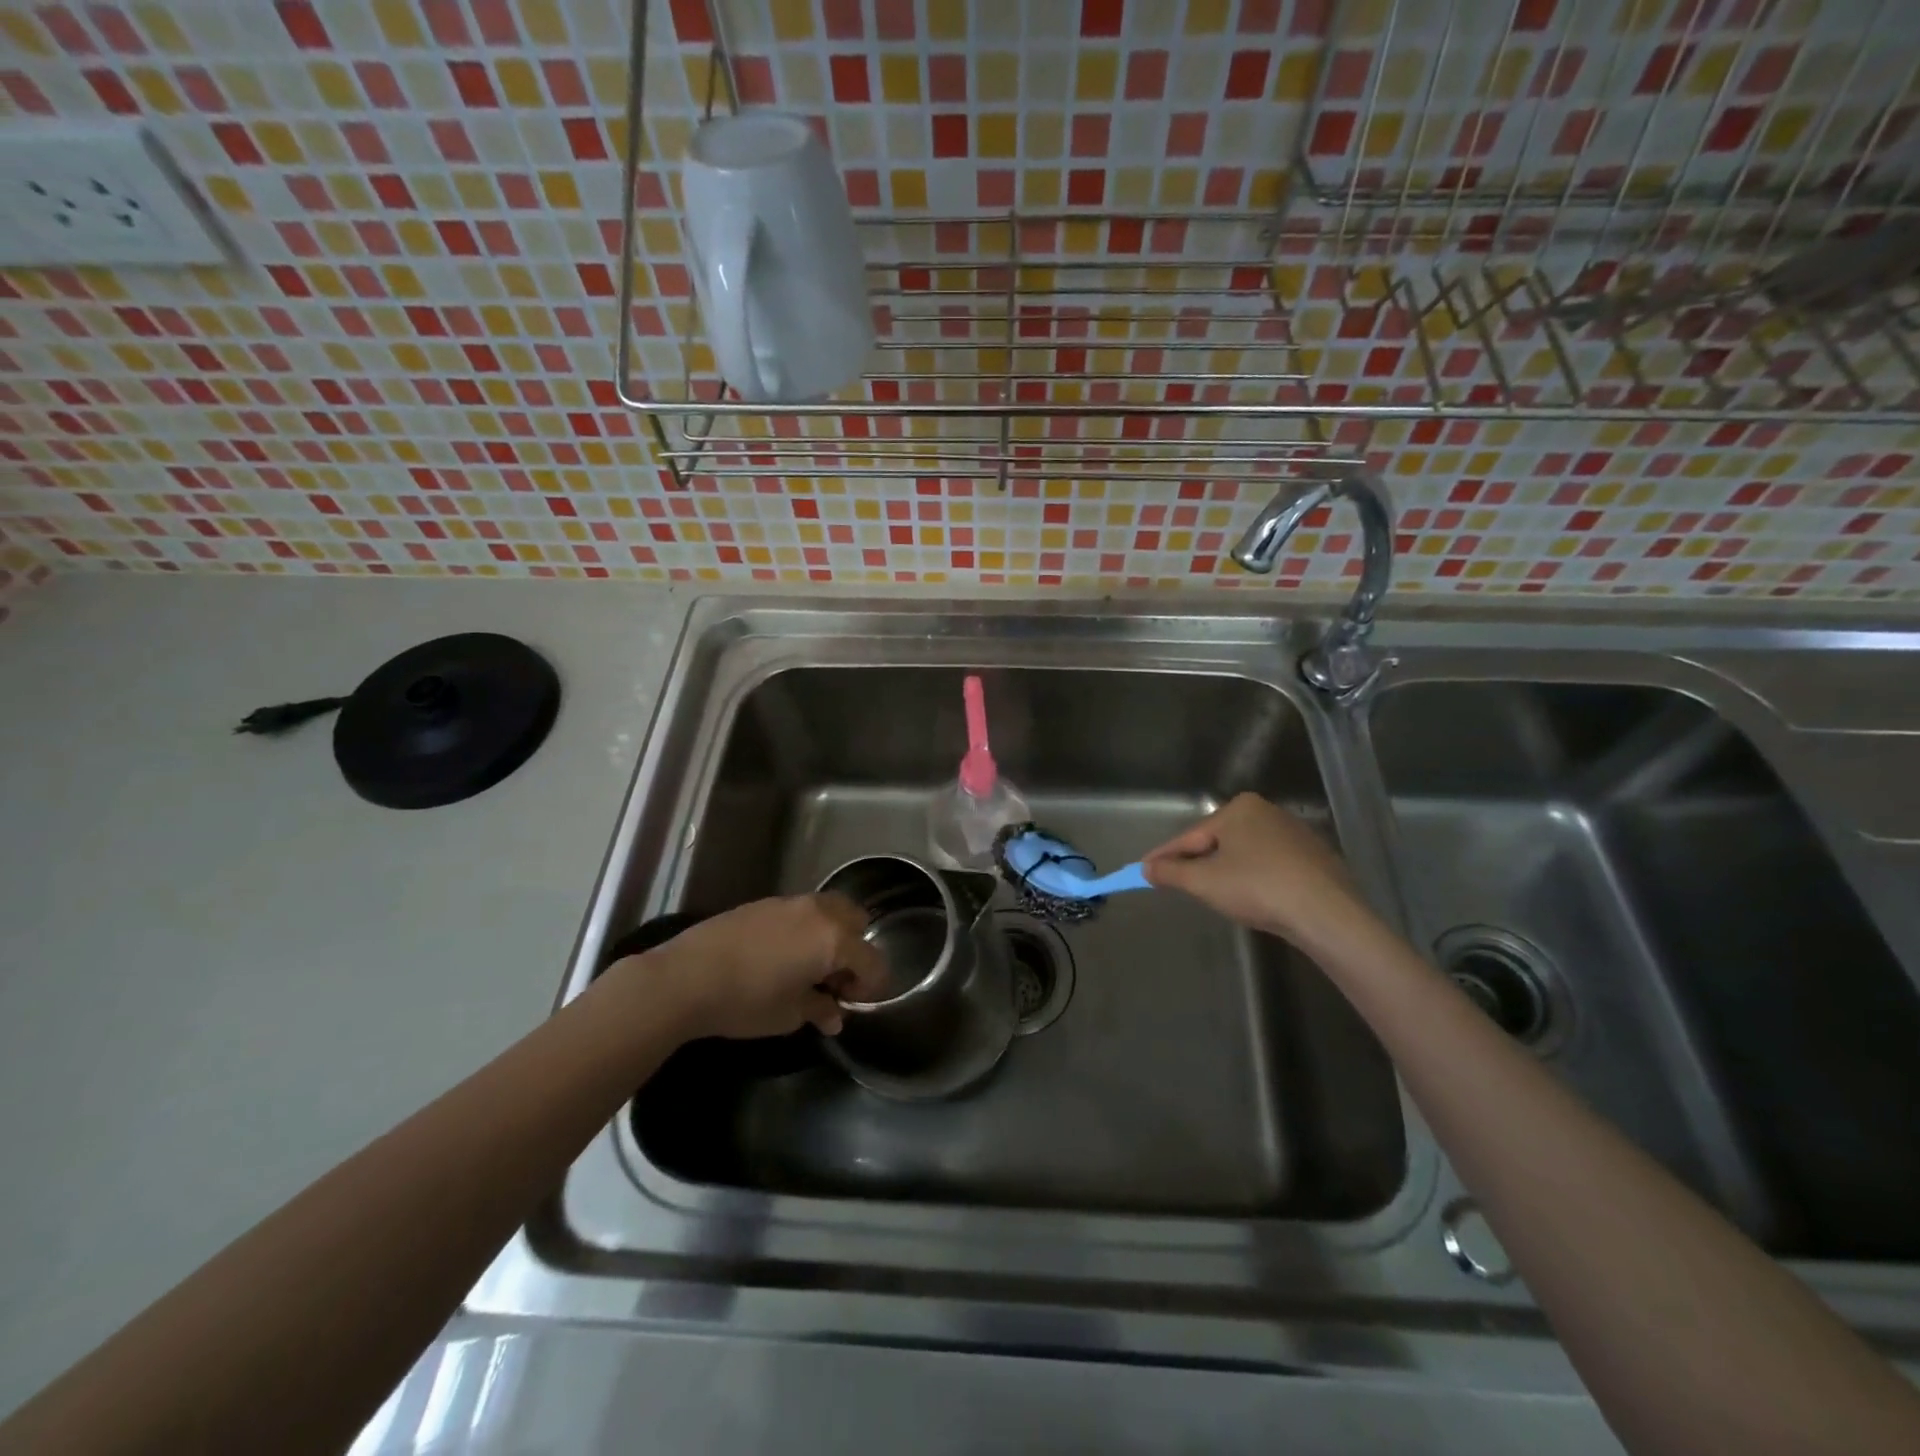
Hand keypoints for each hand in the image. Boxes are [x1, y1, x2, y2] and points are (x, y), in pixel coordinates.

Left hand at [616, 894, 887, 1040]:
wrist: (687, 977)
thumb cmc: (747, 1000)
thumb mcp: (789, 1015)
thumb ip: (820, 1010)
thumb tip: (834, 1016)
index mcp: (834, 939)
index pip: (872, 960)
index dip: (871, 986)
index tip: (854, 1005)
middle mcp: (820, 912)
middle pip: (857, 922)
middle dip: (855, 950)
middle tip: (835, 981)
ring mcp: (791, 902)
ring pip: (830, 910)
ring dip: (832, 935)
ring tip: (810, 967)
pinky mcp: (766, 902)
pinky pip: (802, 911)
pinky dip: (807, 929)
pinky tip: (783, 956)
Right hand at [1142, 792, 1369, 948]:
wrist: (1327, 913)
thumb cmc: (1257, 888)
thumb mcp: (1204, 882)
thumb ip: (1171, 872)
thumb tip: (1146, 868)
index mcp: (1239, 808)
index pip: (1190, 836)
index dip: (1164, 856)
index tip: (1143, 869)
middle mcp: (1267, 812)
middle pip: (1218, 841)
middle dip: (1197, 862)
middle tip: (1176, 883)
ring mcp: (1295, 833)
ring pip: (1245, 853)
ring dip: (1226, 871)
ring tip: (1213, 894)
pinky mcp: (1315, 857)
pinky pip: (1271, 865)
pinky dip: (1255, 878)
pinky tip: (1254, 898)